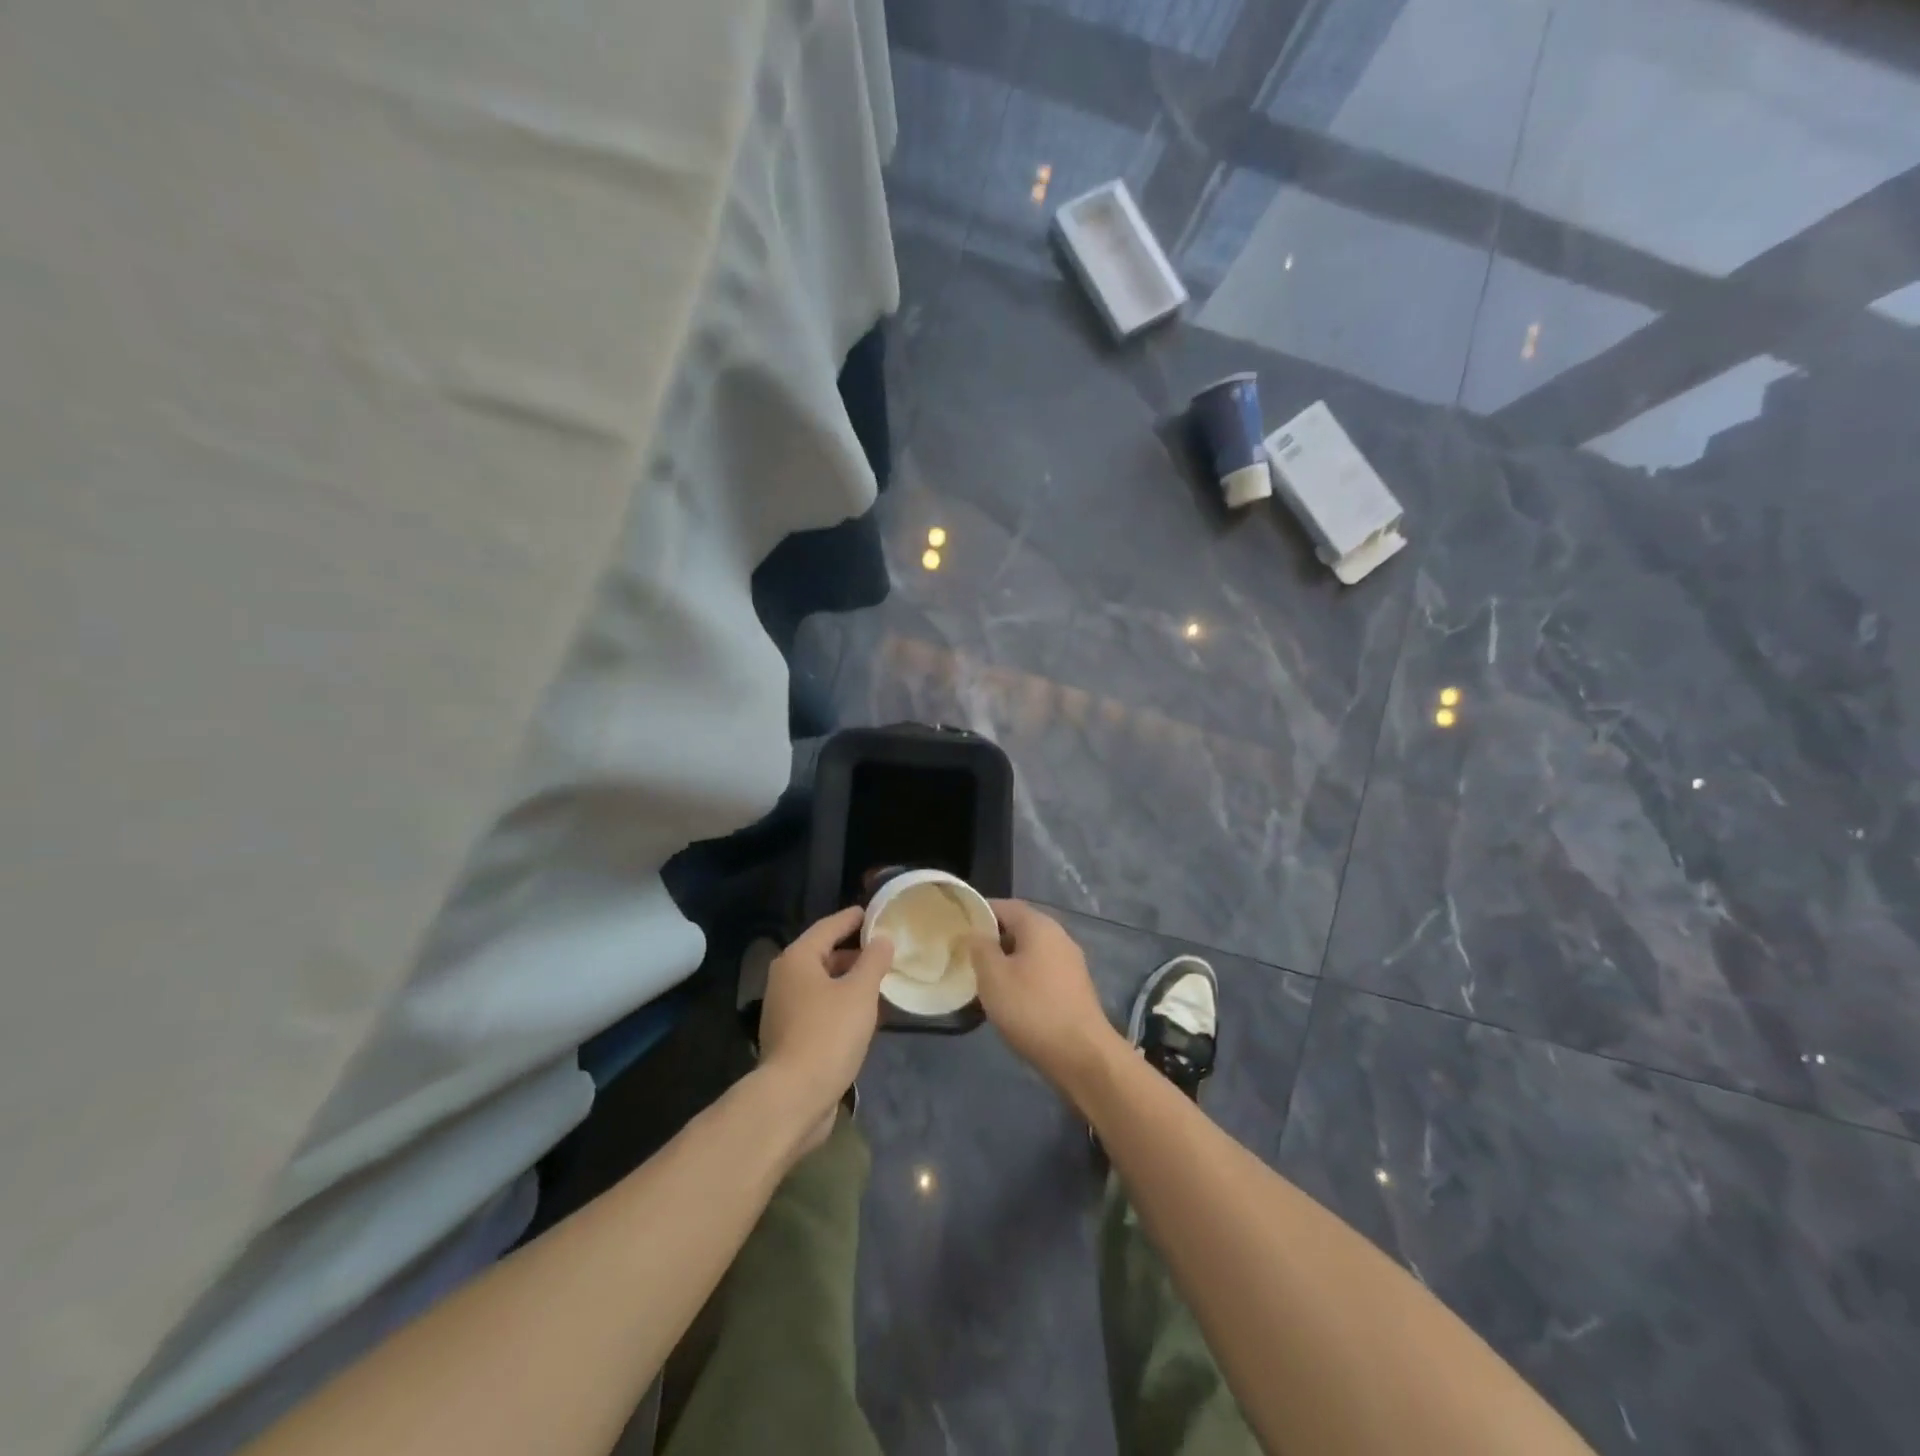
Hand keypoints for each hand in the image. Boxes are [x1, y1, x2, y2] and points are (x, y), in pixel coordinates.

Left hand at [758, 906, 892, 1153]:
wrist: (793, 1097)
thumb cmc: (828, 1034)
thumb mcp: (860, 992)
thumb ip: (874, 961)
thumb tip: (882, 939)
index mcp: (797, 959)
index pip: (828, 927)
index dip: (852, 918)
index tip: (873, 912)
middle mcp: (785, 978)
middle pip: (822, 954)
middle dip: (853, 952)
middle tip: (883, 949)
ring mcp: (784, 1009)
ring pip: (821, 983)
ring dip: (848, 980)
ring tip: (879, 981)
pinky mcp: (789, 1036)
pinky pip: (819, 1007)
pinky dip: (840, 1003)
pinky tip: (863, 1014)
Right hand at [969, 900, 1120, 1092]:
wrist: (1082, 1055)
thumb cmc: (1032, 1009)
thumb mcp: (993, 977)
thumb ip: (979, 949)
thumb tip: (974, 933)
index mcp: (1039, 926)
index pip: (1004, 905)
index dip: (979, 912)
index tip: (957, 927)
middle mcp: (1059, 936)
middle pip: (1019, 927)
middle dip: (993, 939)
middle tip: (967, 955)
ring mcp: (1071, 962)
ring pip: (1031, 951)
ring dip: (1008, 960)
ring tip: (984, 979)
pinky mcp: (1075, 987)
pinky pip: (1042, 971)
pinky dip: (1024, 977)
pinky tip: (1010, 998)